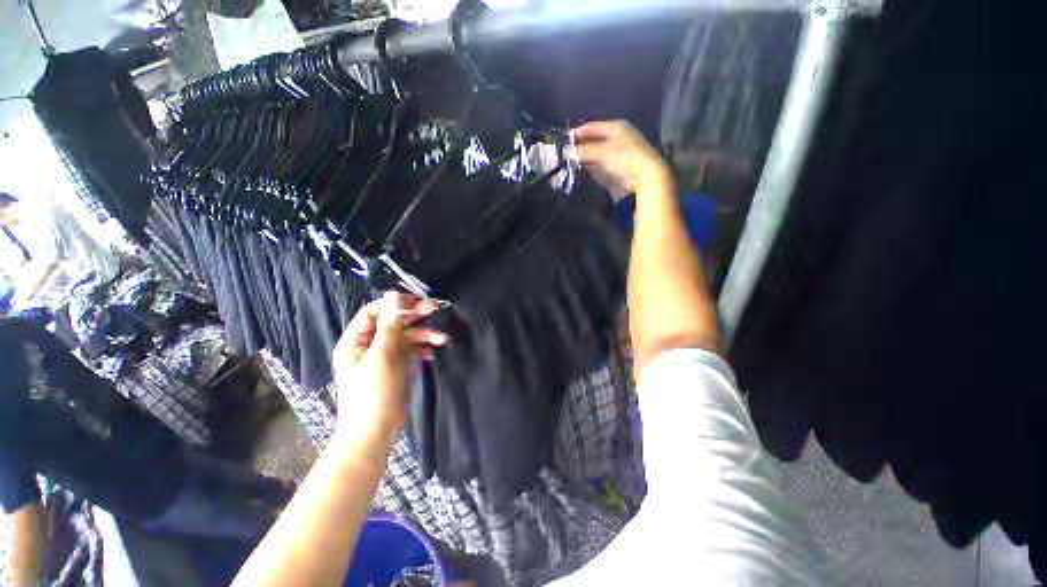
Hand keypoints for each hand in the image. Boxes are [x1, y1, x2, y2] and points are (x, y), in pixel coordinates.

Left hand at [331, 292, 448, 448]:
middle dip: (413, 316)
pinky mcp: (397, 367)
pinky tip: (432, 352)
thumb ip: (390, 325)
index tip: (416, 300)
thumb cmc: (373, 392)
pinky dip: (422, 349)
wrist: (375, 431)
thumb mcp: (382, 355)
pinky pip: (411, 351)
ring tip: (442, 338)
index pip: (373, 312)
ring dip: (423, 335)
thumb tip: (394, 295)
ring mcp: (384, 357)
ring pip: (405, 337)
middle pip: (392, 322)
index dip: (394, 304)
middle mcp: (369, 345)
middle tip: (433, 309)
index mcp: (356, 341)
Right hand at [571, 120, 673, 201]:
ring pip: (596, 155)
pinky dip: (591, 169)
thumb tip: (567, 151)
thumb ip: (584, 151)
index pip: (592, 126)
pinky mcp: (618, 170)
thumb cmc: (624, 159)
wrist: (645, 179)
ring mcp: (619, 155)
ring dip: (585, 159)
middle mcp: (618, 138)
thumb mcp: (602, 152)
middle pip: (594, 140)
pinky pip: (600, 167)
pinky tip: (583, 172)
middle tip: (565, 154)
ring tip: (570, 164)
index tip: (563, 140)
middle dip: (580, 147)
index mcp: (616, 127)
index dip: (578, 132)